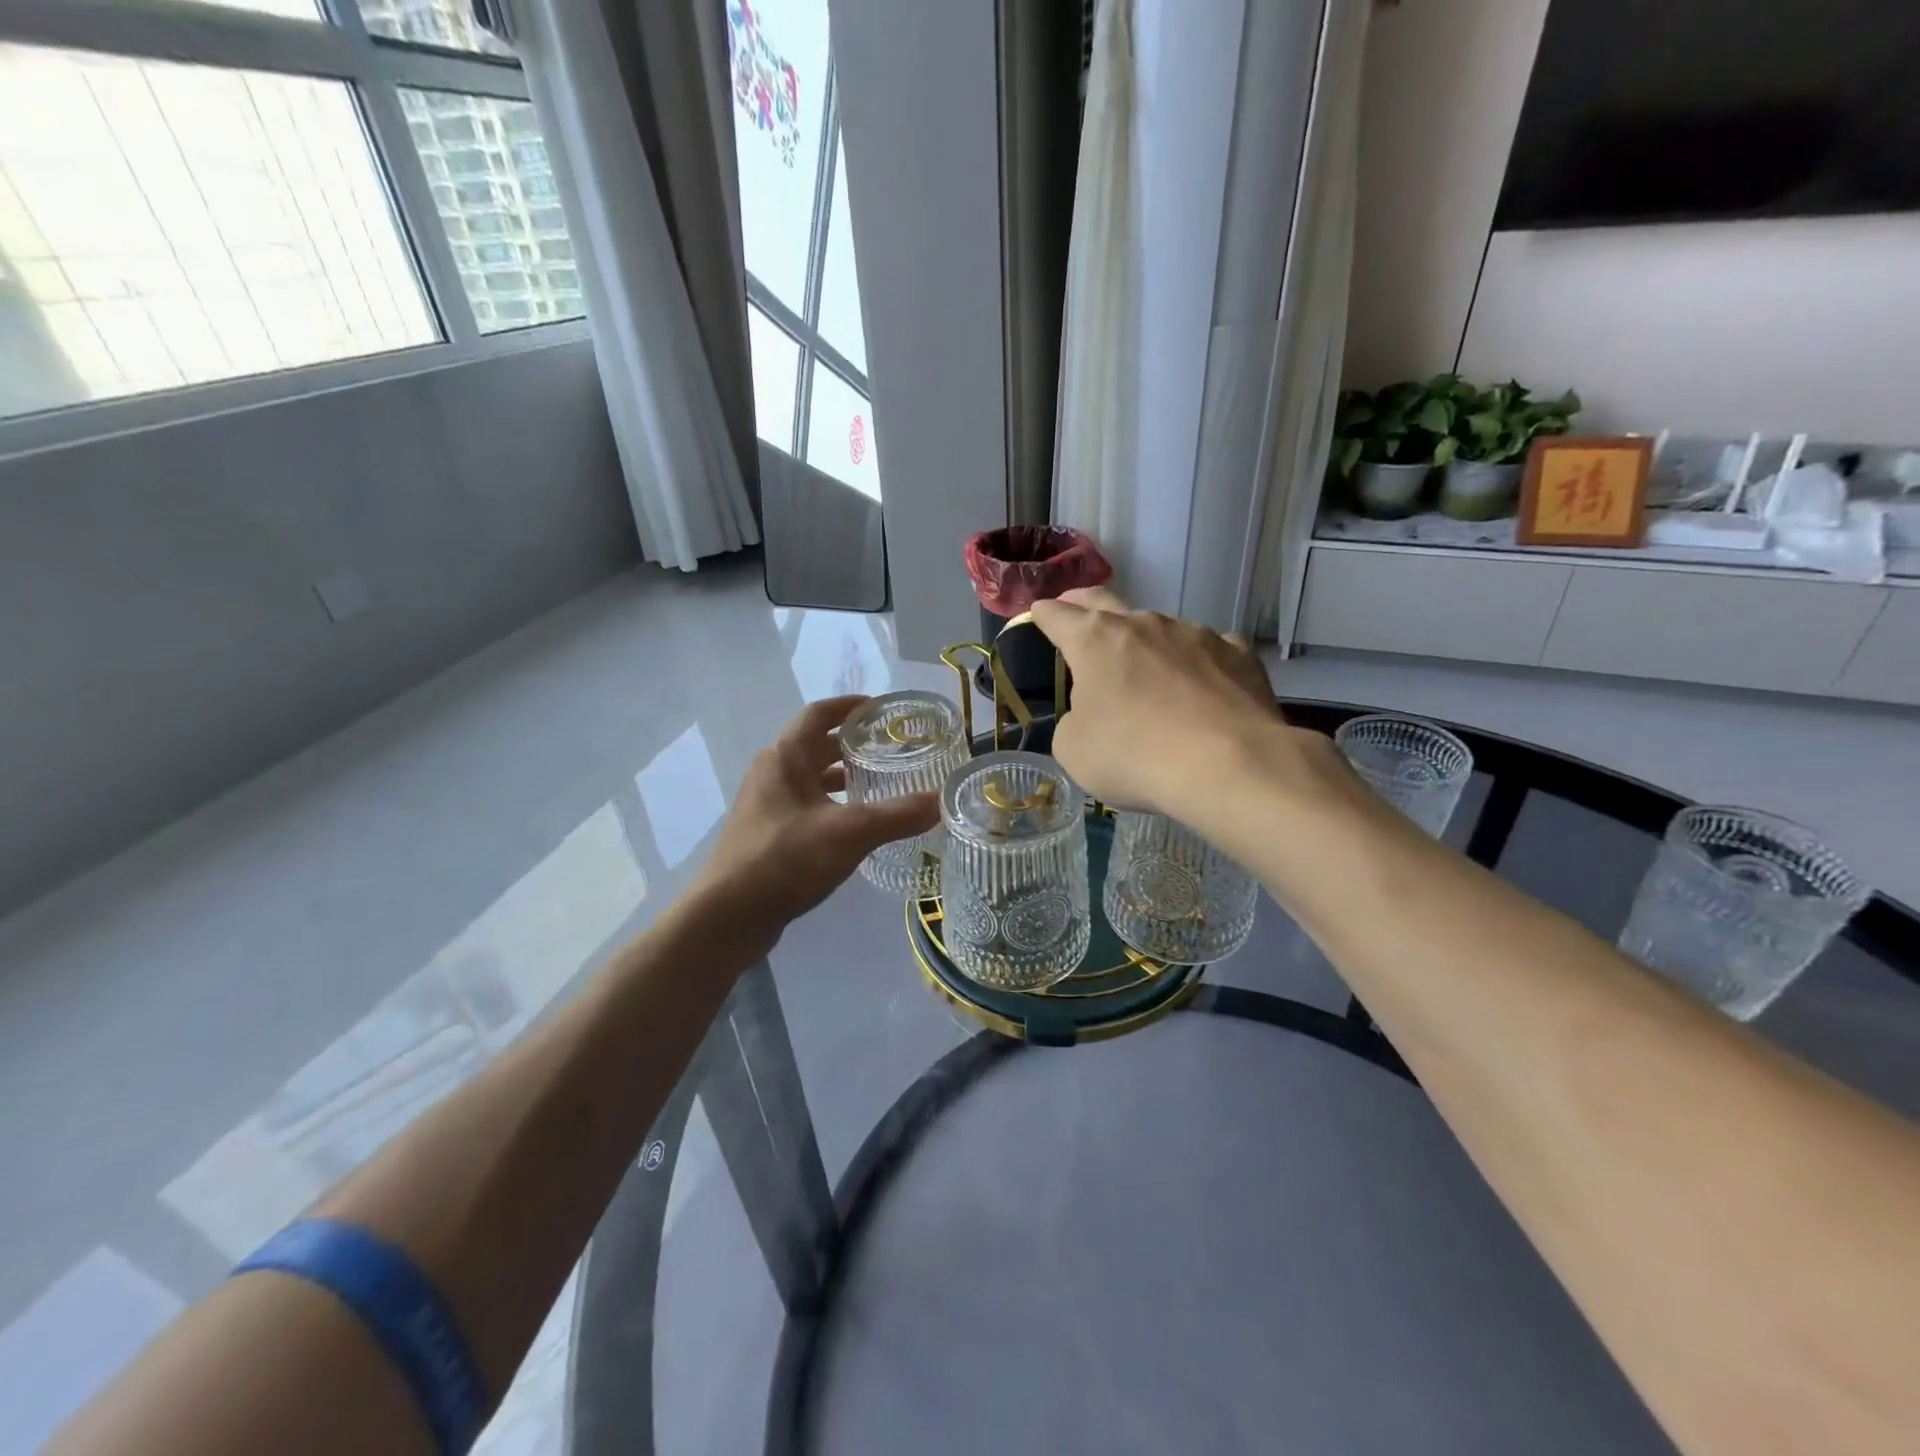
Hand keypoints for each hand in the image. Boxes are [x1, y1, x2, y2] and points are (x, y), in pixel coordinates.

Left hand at [689, 695, 940, 949]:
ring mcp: (767, 805)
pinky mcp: (768, 834)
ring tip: (882, 784)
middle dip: (854, 744)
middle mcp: (772, 773)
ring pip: (811, 778)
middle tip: (894, 749)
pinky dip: (833, 805)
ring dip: (844, 777)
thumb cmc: (785, 859)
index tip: (884, 710)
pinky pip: (807, 805)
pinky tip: (857, 826)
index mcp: (785, 757)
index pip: (820, 713)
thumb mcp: (850, 833)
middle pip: (816, 745)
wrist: (728, 916)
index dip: (852, 707)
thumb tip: (941, 801)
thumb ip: (898, 815)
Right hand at [1030, 588, 1339, 823]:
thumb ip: (1074, 720)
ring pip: (1159, 628)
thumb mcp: (1074, 749)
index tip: (1037, 613)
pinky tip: (1201, 688)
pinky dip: (1194, 664)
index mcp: (1094, 640)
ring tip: (1146, 671)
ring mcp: (1194, 633)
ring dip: (1144, 643)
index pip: (1056, 615)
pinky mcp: (1237, 652)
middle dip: (1083, 603)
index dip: (1042, 614)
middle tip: (1074, 607)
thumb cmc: (1133, 755)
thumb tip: (1093, 713)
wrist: (1227, 764)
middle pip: (1103, 600)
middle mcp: (1143, 624)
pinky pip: (1207, 650)